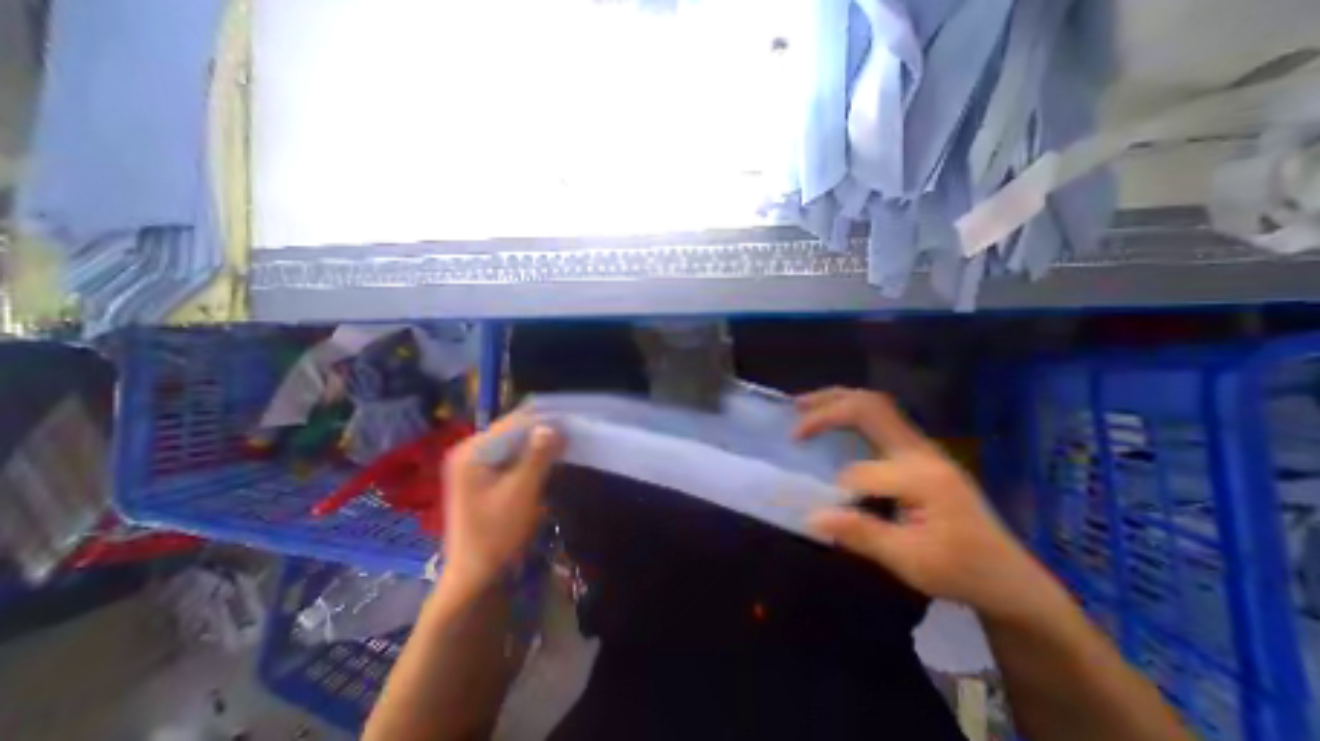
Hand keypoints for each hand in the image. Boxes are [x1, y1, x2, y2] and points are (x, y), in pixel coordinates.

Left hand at [440, 414, 563, 598]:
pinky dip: (532, 456)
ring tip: (566, 442)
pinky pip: (512, 457)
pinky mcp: (484, 476)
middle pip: (513, 431)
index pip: (513, 423)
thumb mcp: (521, 492)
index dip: (543, 419)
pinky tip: (549, 459)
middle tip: (572, 431)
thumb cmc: (496, 534)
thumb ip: (538, 456)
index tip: (571, 419)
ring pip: (515, 443)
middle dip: (542, 431)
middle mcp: (471, 451)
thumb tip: (554, 426)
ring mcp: (476, 464)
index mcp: (472, 451)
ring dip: (539, 443)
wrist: (477, 575)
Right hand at [793, 384, 1053, 621]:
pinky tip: (831, 420)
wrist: (1011, 577)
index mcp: (923, 477)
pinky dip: (848, 412)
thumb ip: (861, 534)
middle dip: (828, 406)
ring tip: (804, 407)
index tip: (823, 508)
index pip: (862, 470)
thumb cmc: (963, 572)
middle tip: (794, 411)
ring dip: (837, 401)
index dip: (836, 487)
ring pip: (875, 405)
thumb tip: (812, 516)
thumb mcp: (912, 563)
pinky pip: (878, 418)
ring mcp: (922, 447)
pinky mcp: (918, 452)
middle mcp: (922, 451)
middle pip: (871, 407)